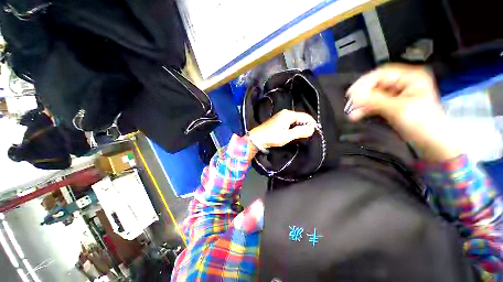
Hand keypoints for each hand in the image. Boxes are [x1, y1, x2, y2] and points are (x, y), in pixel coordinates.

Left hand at [248, 109, 316, 152]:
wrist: (257, 138)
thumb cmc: (272, 137)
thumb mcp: (287, 136)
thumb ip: (300, 131)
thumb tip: (312, 129)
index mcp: (288, 114)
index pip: (305, 116)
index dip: (311, 123)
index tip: (315, 131)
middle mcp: (285, 113)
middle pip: (300, 117)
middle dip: (305, 125)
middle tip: (308, 134)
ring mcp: (281, 116)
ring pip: (295, 120)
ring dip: (299, 126)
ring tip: (302, 134)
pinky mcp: (278, 120)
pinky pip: (290, 122)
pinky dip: (294, 127)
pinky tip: (293, 132)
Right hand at [346, 64, 460, 161]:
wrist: (432, 142)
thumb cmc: (423, 123)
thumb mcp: (398, 109)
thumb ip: (375, 100)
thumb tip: (354, 97)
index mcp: (411, 77)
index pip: (381, 74)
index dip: (365, 83)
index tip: (351, 94)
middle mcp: (403, 83)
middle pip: (375, 85)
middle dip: (361, 95)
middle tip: (350, 104)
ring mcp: (396, 95)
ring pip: (373, 95)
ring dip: (361, 104)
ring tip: (351, 113)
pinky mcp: (391, 105)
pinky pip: (374, 104)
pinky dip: (365, 109)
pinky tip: (357, 115)